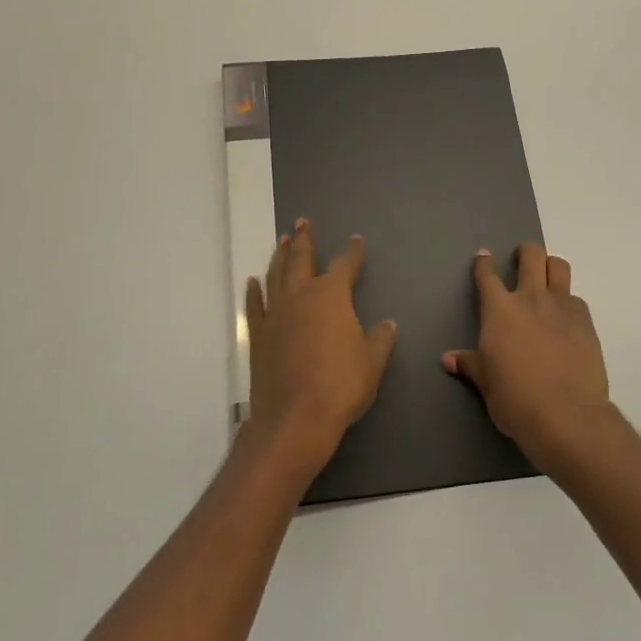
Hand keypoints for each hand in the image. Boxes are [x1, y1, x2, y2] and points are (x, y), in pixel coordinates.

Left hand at [244, 218, 397, 487]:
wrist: (294, 418)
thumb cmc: (341, 386)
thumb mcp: (372, 362)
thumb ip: (380, 339)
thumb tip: (386, 324)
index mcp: (332, 296)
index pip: (345, 265)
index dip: (353, 252)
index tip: (356, 240)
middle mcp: (301, 296)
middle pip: (301, 259)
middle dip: (304, 240)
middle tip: (302, 222)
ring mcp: (276, 314)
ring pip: (276, 275)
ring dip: (280, 256)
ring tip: (282, 240)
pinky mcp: (257, 335)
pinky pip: (255, 305)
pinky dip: (255, 291)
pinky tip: (254, 281)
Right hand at [443, 244, 615, 476]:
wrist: (565, 414)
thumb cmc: (514, 398)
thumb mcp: (486, 382)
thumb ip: (469, 364)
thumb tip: (447, 359)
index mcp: (499, 310)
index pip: (487, 276)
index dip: (483, 264)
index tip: (483, 257)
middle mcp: (531, 299)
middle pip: (531, 256)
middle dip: (525, 252)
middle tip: (522, 259)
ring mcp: (562, 307)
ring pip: (559, 267)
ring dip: (551, 267)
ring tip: (547, 279)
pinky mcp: (586, 322)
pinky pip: (576, 299)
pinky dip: (568, 303)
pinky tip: (565, 321)